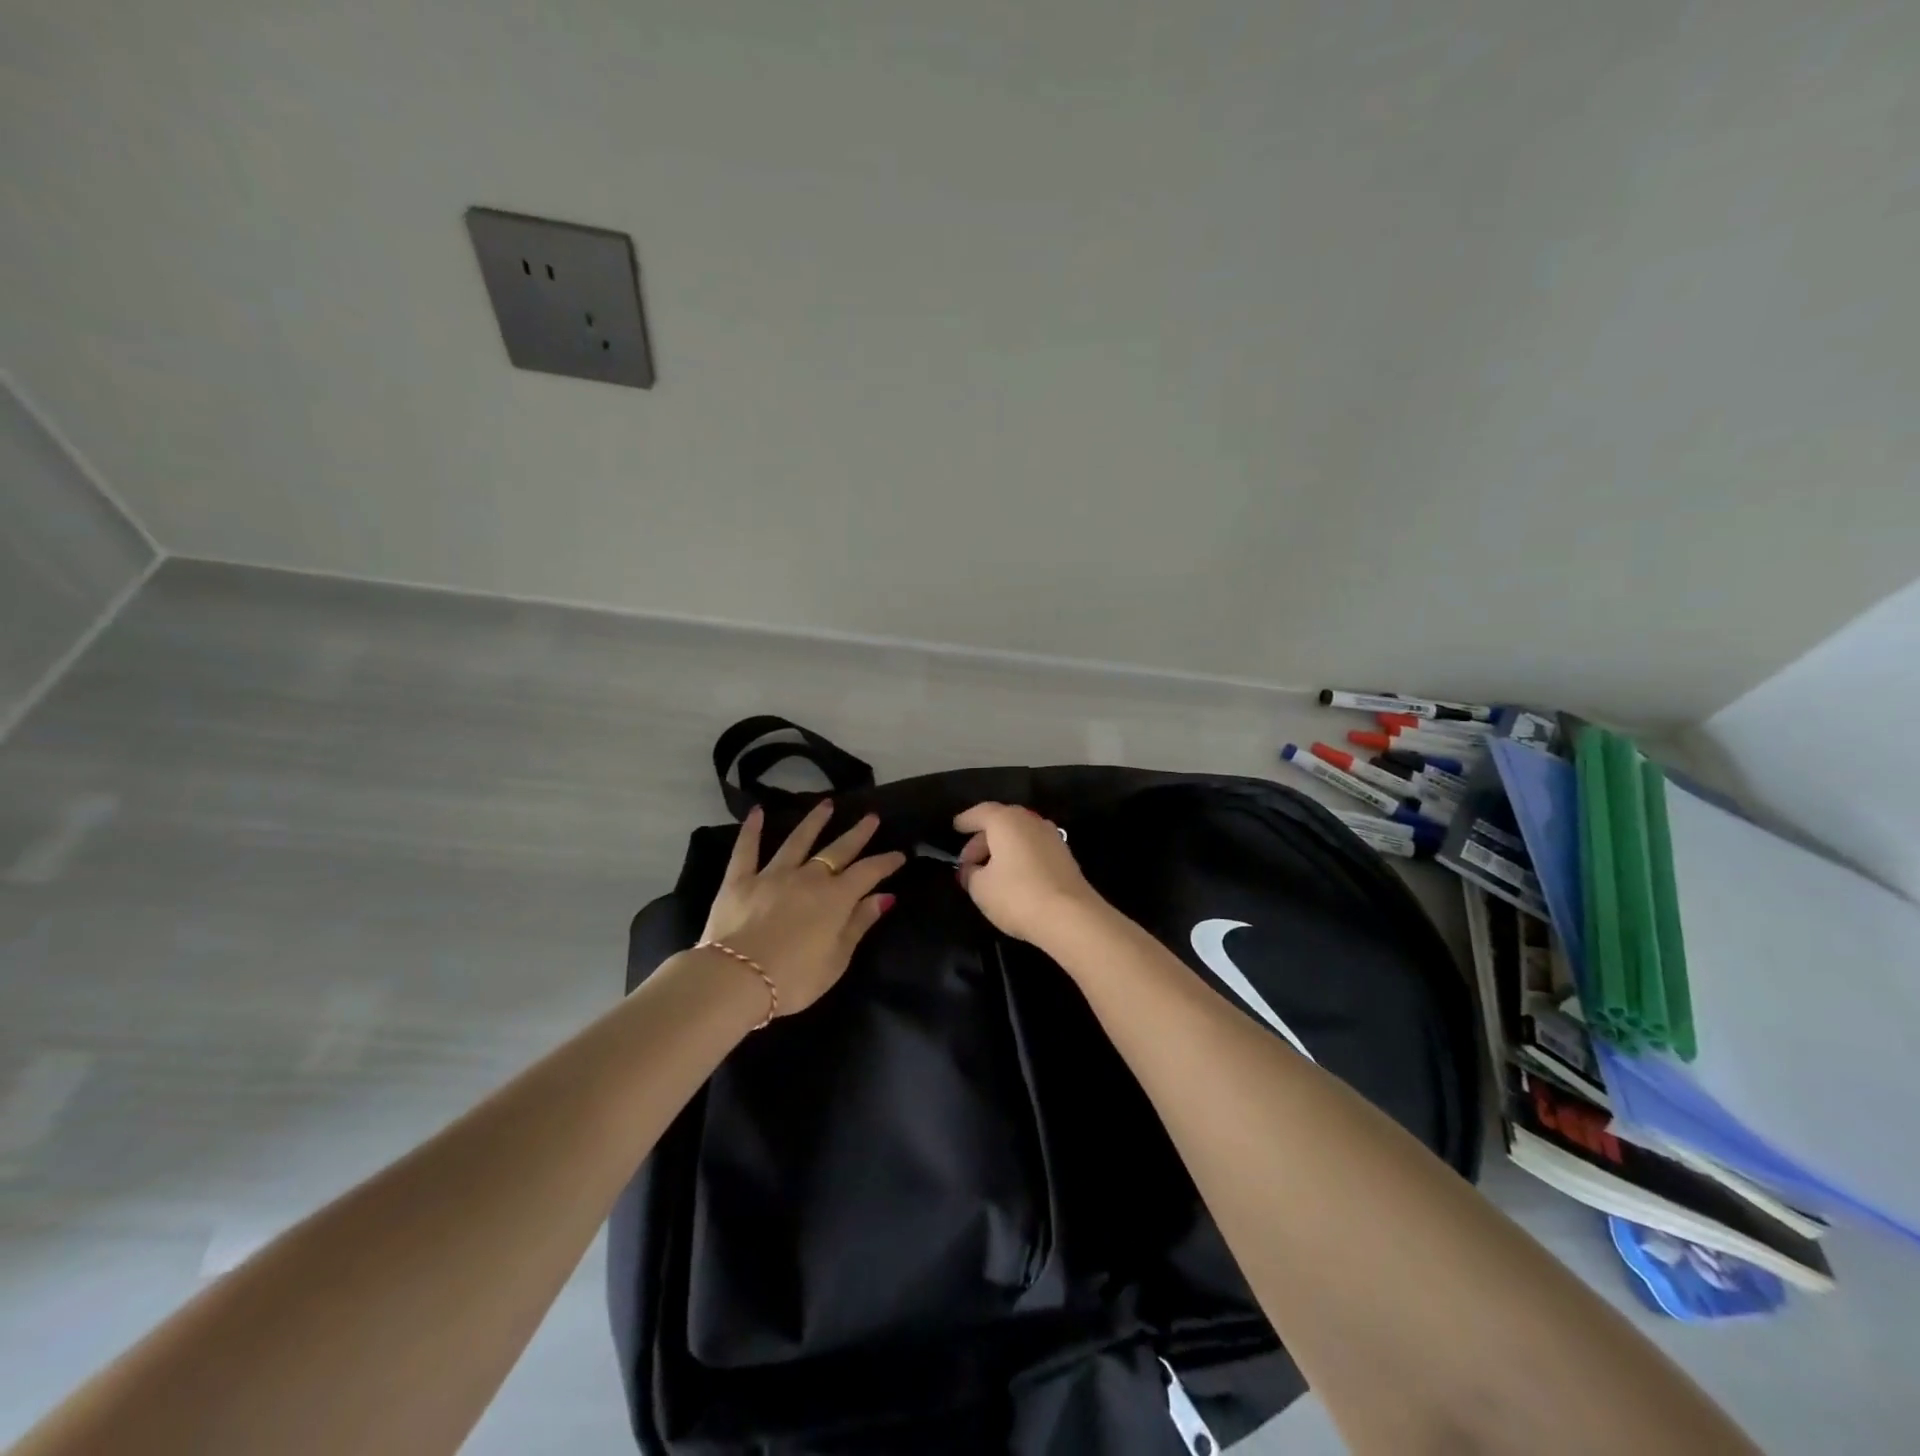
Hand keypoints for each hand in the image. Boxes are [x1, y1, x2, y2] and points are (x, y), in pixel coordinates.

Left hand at [700, 802, 905, 1014]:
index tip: (900, 854)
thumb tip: (883, 896)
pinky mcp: (740, 880)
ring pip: (798, 841)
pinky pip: (747, 849)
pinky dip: (752, 829)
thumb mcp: (837, 959)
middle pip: (838, 850)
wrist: (737, 978)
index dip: (885, 862)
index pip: (868, 872)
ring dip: (814, 822)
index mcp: (836, 898)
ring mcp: (772, 875)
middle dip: (857, 834)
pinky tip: (757, 811)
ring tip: (826, 804)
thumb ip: (859, 924)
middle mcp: (808, 878)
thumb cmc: (794, 978)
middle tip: (870, 817)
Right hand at [954, 801, 1103, 946]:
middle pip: (1001, 823)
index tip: (956, 828)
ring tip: (989, 873)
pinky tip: (1013, 878)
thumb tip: (972, 869)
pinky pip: (1033, 848)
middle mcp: (1030, 821)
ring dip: (1002, 850)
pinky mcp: (1065, 855)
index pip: (980, 813)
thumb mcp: (980, 888)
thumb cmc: (1017, 895)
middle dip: (982, 841)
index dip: (966, 821)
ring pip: (1019, 836)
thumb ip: (971, 874)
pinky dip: (1019, 857)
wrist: (1071, 916)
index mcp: (1006, 820)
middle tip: (969, 863)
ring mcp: (1051, 836)